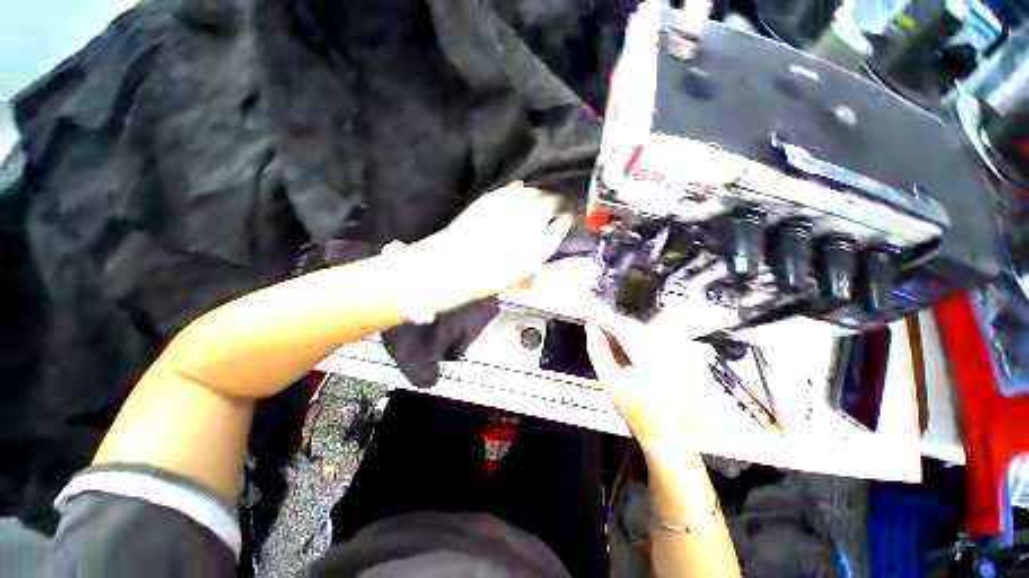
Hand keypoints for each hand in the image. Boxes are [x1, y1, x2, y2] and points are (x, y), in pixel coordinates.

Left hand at [414, 181, 573, 311]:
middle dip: (556, 203)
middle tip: (554, 205)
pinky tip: (519, 193)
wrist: (454, 265)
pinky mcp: (495, 197)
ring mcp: (514, 205)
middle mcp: (533, 220)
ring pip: (536, 192)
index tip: (564, 219)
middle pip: (553, 202)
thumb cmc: (488, 279)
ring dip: (539, 196)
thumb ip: (535, 266)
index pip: (562, 225)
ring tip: (536, 200)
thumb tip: (542, 262)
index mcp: (542, 243)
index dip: (564, 221)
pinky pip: (515, 189)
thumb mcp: (517, 279)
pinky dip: (519, 191)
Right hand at [585, 304, 711, 450]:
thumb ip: (597, 350)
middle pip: (629, 324)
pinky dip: (633, 340)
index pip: (617, 322)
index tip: (585, 304)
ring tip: (608, 344)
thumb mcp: (610, 381)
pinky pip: (649, 338)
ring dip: (621, 332)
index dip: (599, 313)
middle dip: (610, 324)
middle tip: (593, 328)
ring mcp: (672, 349)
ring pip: (639, 330)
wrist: (670, 434)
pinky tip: (626, 353)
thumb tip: (590, 327)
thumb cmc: (638, 411)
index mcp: (647, 350)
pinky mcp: (675, 354)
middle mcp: (663, 344)